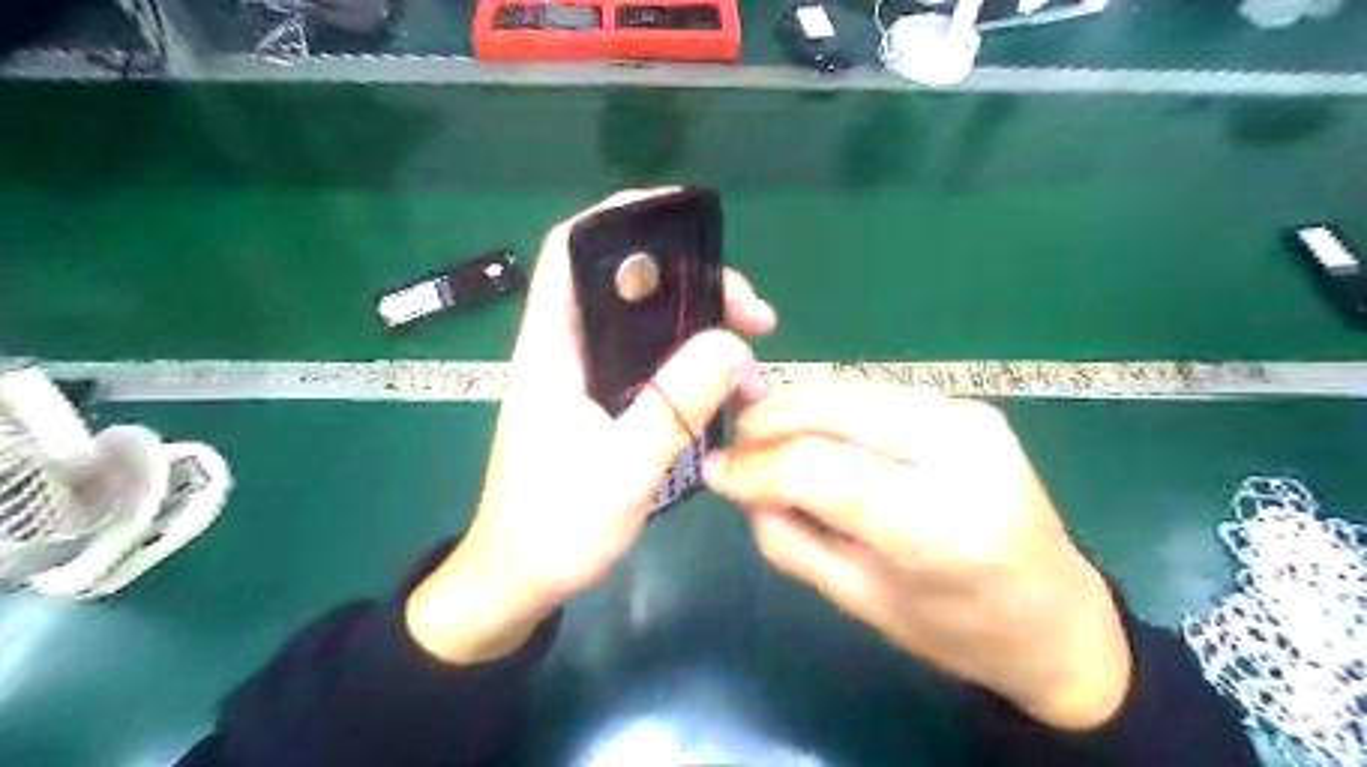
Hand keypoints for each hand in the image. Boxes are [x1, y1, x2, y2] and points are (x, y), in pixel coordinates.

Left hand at [403, 188, 772, 663]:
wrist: (518, 582)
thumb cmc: (554, 529)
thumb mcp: (622, 470)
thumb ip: (675, 406)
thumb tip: (734, 346)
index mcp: (553, 350)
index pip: (573, 250)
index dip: (622, 219)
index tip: (689, 223)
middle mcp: (567, 350)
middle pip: (628, 283)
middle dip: (693, 281)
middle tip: (752, 313)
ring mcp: (585, 377)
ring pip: (647, 323)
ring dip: (700, 323)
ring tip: (752, 345)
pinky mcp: (600, 402)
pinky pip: (651, 360)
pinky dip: (691, 358)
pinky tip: (723, 378)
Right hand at [703, 387, 1133, 728]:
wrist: (1057, 615)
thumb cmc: (957, 630)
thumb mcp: (859, 601)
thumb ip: (788, 540)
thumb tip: (739, 486)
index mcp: (937, 524)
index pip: (819, 469)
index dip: (755, 465)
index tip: (714, 471)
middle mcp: (959, 453)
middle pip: (834, 407)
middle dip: (769, 419)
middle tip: (733, 444)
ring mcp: (970, 417)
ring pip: (852, 388)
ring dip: (795, 405)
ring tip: (762, 435)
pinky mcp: (969, 405)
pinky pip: (877, 393)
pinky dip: (832, 406)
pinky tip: (813, 430)